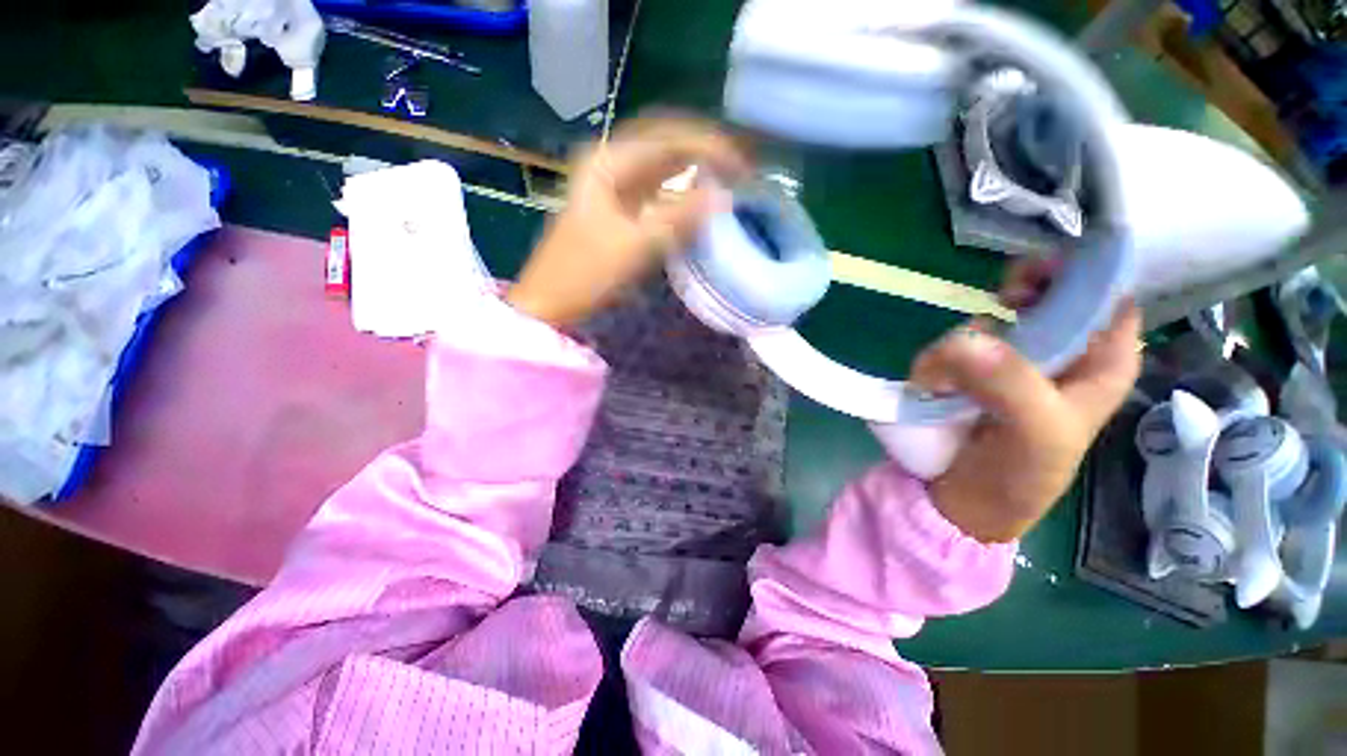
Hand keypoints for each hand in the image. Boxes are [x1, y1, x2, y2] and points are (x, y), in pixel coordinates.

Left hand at [507, 116, 749, 326]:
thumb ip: (679, 218)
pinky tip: (698, 201)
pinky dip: (680, 194)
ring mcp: (612, 186)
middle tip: (740, 169)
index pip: (669, 138)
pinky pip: (656, 191)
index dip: (710, 147)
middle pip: (667, 144)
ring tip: (727, 180)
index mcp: (609, 161)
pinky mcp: (618, 209)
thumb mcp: (635, 245)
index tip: (742, 168)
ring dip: (694, 171)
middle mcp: (610, 163)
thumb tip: (723, 197)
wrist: (551, 301)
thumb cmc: (586, 273)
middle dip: (705, 153)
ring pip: (662, 167)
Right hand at [911, 262, 1141, 542]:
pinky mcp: (974, 370)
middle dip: (1024, 290)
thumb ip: (1009, 383)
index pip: (1110, 295)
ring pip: (997, 317)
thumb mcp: (1033, 433)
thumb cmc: (1020, 474)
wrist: (966, 499)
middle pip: (1054, 292)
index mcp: (1102, 363)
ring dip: (968, 339)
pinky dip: (942, 355)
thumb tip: (966, 340)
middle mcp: (1064, 353)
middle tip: (1003, 298)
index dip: (1084, 271)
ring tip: (947, 376)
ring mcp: (1014, 359)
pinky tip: (935, 381)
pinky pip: (960, 341)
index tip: (1041, 271)